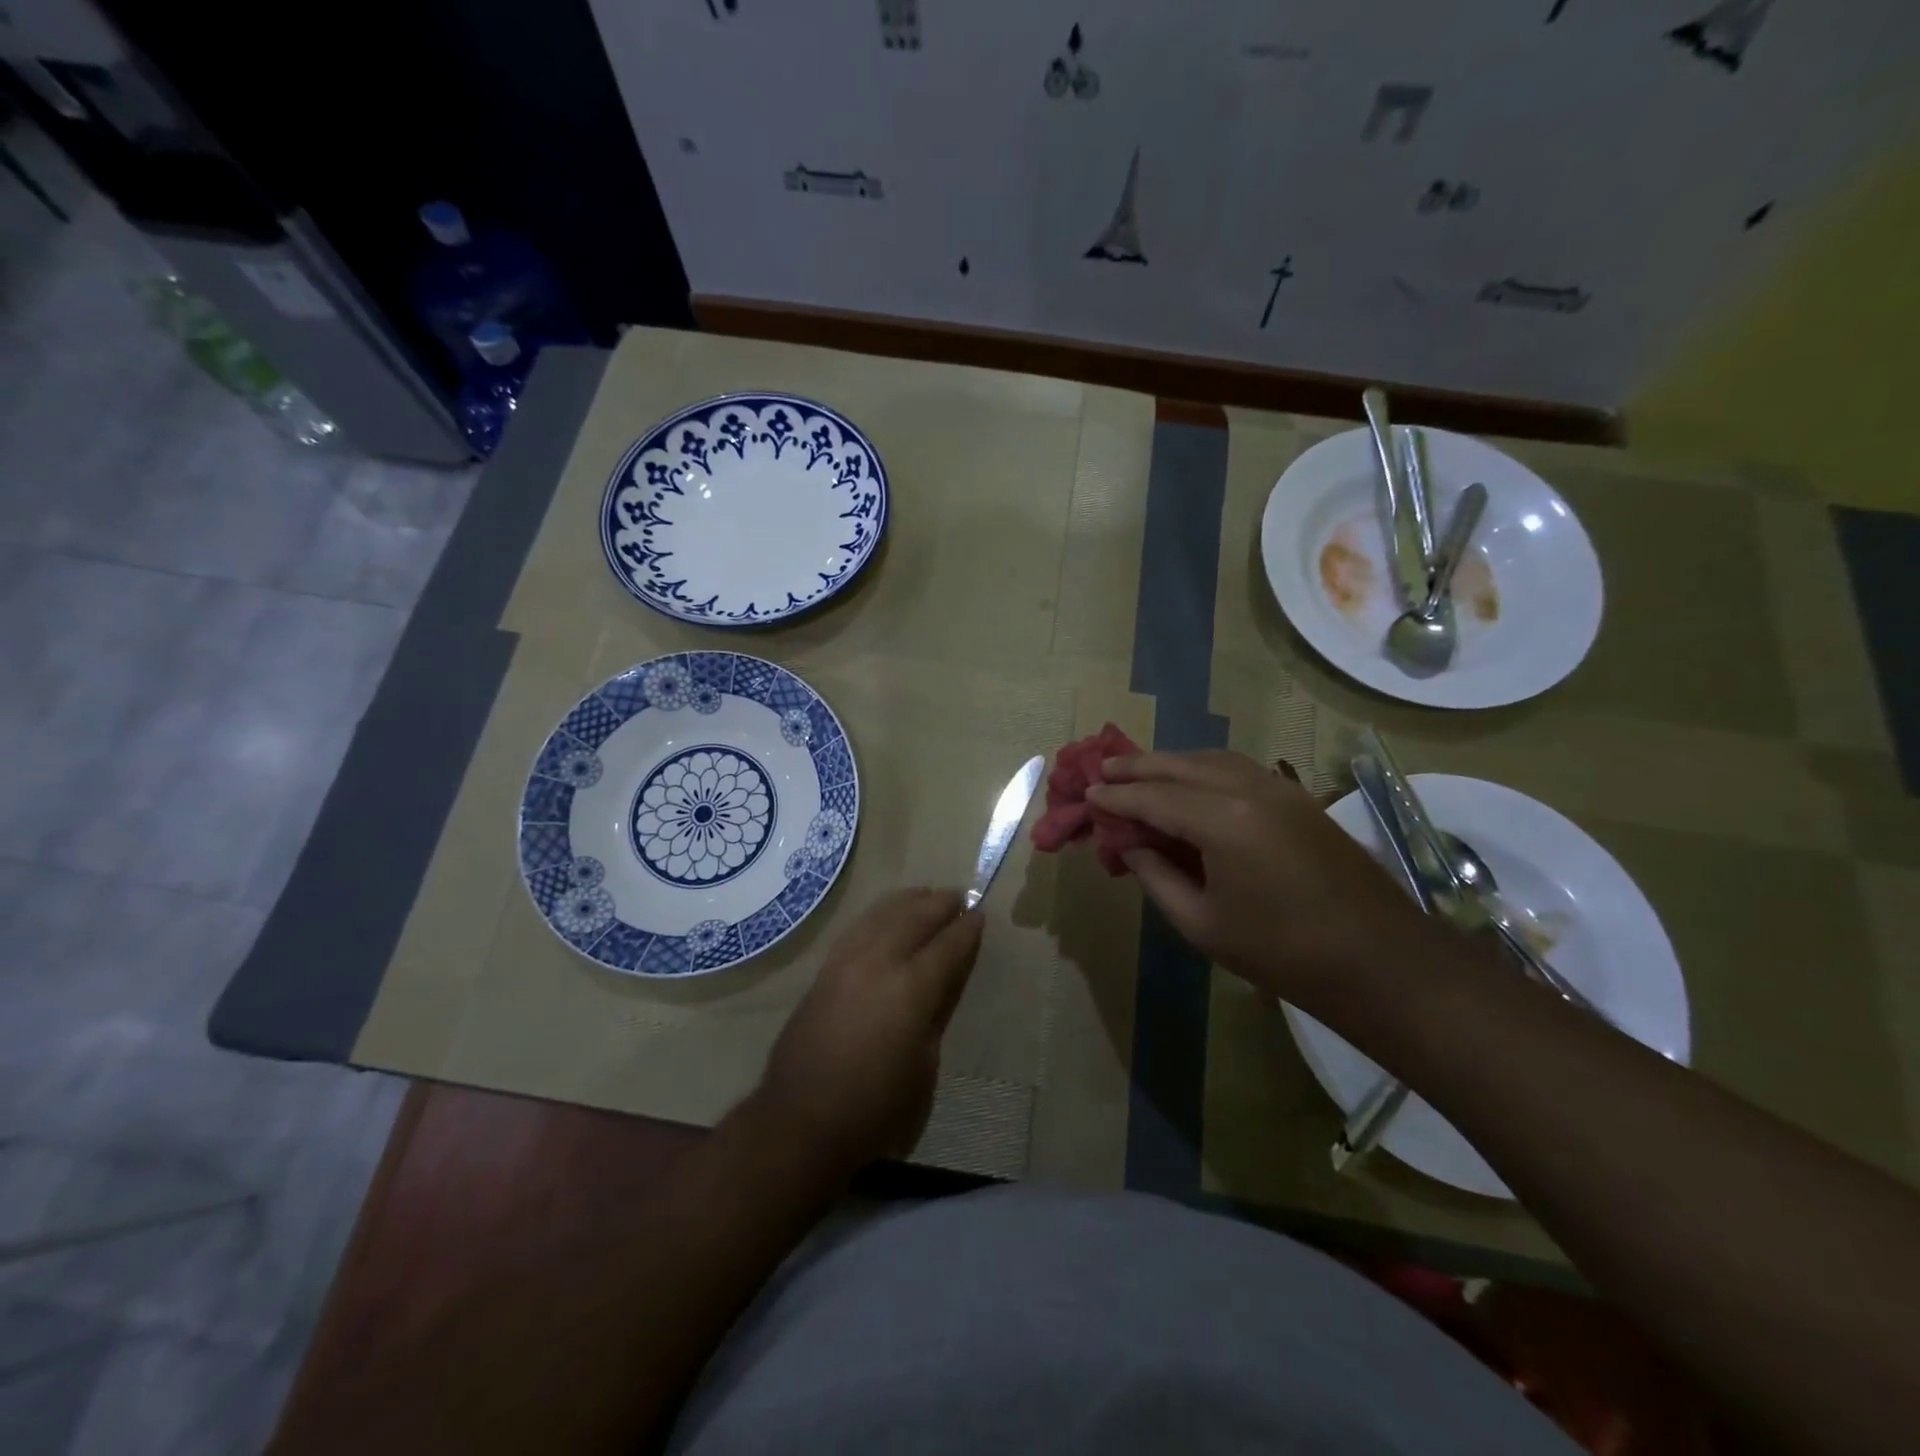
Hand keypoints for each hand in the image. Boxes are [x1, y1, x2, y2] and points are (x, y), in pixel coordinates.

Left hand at [755, 889, 983, 1177]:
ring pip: (882, 914)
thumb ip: (936, 1012)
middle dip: (940, 904)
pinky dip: (879, 914)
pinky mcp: (824, 970)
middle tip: (959, 897)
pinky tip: (886, 915)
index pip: (947, 945)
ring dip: (908, 901)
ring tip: (926, 895)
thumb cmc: (876, 1106)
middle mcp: (879, 963)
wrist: (802, 1119)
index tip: (981, 915)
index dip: (967, 929)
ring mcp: (846, 962)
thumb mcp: (924, 1065)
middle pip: (914, 917)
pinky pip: (858, 927)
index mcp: (912, 990)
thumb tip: (944, 979)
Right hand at [1088, 751, 1437, 1018]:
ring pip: (1210, 759)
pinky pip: (1237, 769)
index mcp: (1222, 821)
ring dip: (1170, 762)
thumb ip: (1157, 877)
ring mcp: (1279, 789)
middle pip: (1179, 765)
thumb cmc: (1282, 952)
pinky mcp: (1297, 798)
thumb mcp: (1203, 924)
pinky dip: (1203, 769)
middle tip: (1102, 769)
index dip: (1116, 797)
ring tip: (1139, 772)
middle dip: (1136, 766)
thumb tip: (1131, 846)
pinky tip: (1190, 784)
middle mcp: (1249, 789)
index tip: (1087, 794)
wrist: (1379, 960)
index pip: (1153, 798)